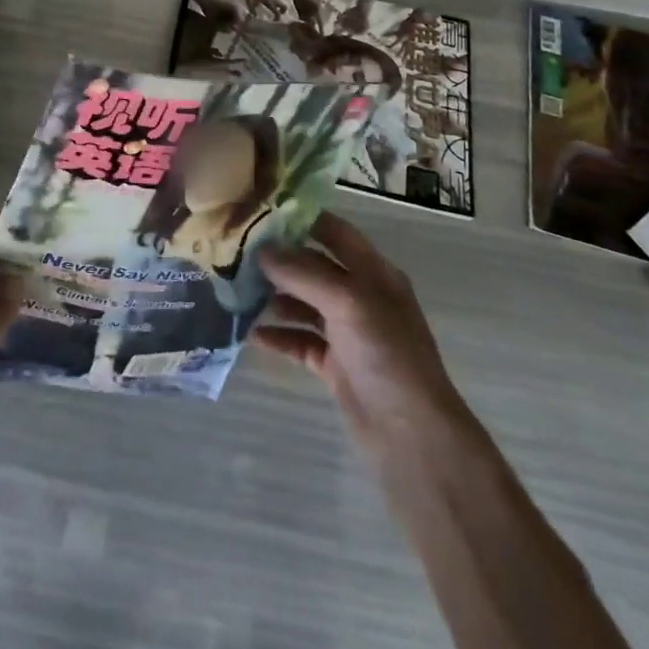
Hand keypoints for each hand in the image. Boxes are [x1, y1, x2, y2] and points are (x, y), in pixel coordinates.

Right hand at [255, 211, 463, 461]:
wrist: (413, 437)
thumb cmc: (386, 356)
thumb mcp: (347, 303)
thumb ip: (303, 273)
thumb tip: (261, 252)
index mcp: (374, 273)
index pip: (335, 232)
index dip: (302, 219)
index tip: (259, 211)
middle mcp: (362, 297)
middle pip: (314, 267)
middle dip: (279, 261)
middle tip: (235, 253)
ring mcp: (349, 333)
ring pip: (304, 304)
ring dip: (274, 298)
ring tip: (236, 293)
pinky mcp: (337, 365)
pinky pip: (301, 341)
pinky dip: (278, 335)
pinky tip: (250, 333)